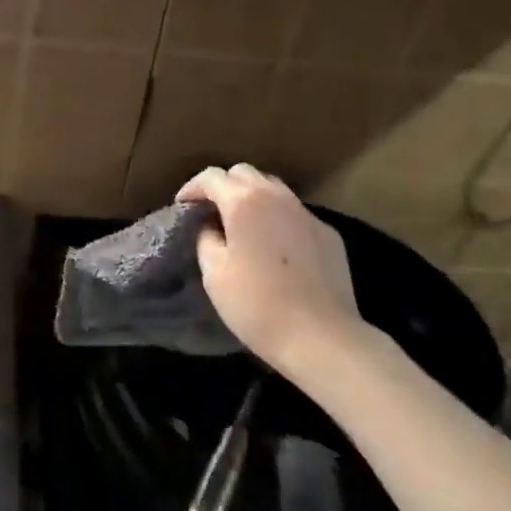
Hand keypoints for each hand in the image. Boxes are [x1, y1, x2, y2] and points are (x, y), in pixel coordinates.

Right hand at [177, 165, 375, 374]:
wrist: (321, 337)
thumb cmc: (257, 305)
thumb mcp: (214, 274)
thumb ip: (206, 239)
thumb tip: (211, 227)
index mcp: (245, 202)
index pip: (212, 177)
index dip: (192, 188)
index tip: (183, 206)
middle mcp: (278, 197)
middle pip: (245, 173)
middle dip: (224, 187)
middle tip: (211, 212)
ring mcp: (307, 214)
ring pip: (274, 189)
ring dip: (253, 198)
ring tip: (242, 226)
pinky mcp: (328, 234)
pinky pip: (295, 214)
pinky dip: (278, 219)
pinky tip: (275, 247)